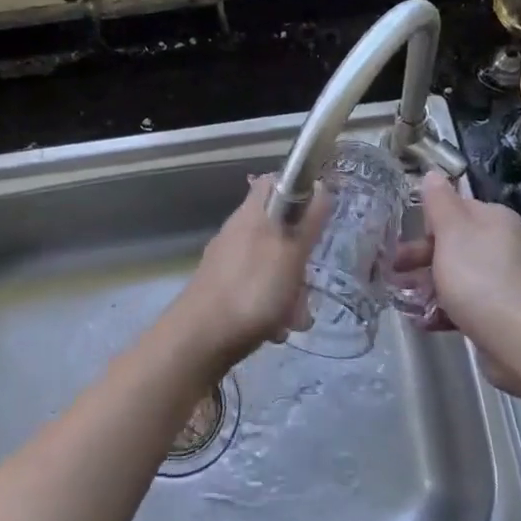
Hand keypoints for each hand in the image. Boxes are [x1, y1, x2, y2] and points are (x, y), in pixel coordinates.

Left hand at [161, 175, 329, 374]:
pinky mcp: (222, 288)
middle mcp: (238, 230)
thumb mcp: (291, 253)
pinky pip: (258, 288)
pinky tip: (275, 327)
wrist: (200, 338)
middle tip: (308, 276)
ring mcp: (228, 260)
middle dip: (300, 255)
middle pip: (279, 228)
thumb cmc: (252, 290)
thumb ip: (307, 222)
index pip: (274, 181)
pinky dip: (271, 305)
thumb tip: (320, 186)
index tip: (319, 213)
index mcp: (253, 213)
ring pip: (272, 263)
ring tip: (295, 314)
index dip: (299, 190)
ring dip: (290, 288)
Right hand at [419, 170, 520, 394]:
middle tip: (391, 272)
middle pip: (452, 244)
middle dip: (419, 258)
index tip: (398, 238)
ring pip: (454, 275)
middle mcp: (502, 244)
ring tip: (401, 300)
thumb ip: (438, 201)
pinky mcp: (499, 311)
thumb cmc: (478, 277)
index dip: (425, 223)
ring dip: (426, 286)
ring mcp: (503, 279)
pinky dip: (442, 309)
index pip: (454, 209)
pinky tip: (423, 322)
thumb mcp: (451, 231)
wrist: (517, 338)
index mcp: (494, 219)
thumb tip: (432, 173)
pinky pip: (464, 303)